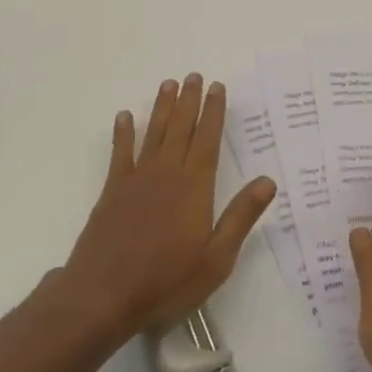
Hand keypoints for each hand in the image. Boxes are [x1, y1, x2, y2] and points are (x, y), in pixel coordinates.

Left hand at [62, 74, 276, 342]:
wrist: (103, 295)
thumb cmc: (166, 281)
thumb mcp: (216, 258)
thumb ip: (241, 216)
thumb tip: (268, 180)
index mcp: (195, 187)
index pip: (208, 139)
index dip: (214, 112)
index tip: (217, 87)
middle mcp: (167, 174)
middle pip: (181, 128)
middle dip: (189, 100)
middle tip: (194, 76)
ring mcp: (136, 180)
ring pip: (153, 134)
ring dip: (161, 108)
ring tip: (168, 84)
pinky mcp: (112, 192)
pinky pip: (120, 154)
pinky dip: (123, 133)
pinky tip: (124, 117)